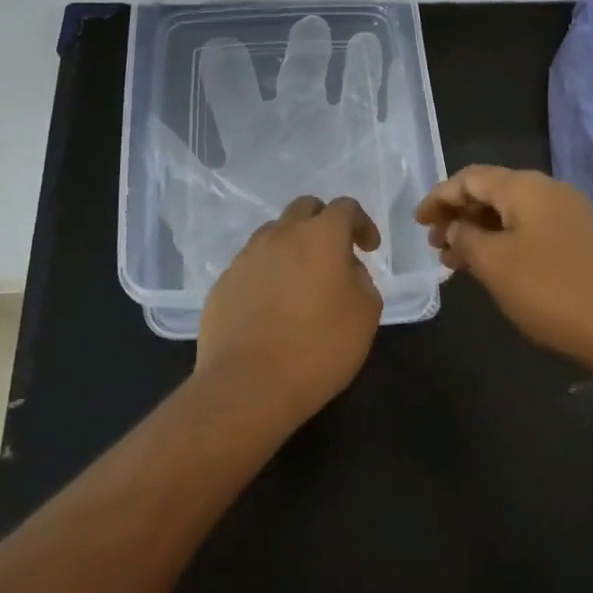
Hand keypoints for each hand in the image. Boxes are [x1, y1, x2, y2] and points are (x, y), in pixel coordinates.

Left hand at [196, 195, 383, 426]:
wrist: (248, 384)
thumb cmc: (319, 348)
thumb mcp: (365, 315)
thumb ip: (362, 280)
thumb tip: (346, 270)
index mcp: (321, 236)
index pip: (344, 207)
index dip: (361, 223)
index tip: (368, 249)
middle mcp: (280, 235)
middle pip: (304, 209)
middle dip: (323, 223)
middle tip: (334, 255)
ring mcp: (246, 257)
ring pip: (273, 234)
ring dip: (292, 246)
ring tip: (300, 282)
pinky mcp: (223, 282)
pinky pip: (251, 265)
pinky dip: (267, 274)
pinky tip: (272, 307)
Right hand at [415, 166, 592, 378]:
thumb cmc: (551, 291)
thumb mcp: (495, 264)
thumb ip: (466, 238)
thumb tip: (456, 227)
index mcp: (526, 187)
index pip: (470, 178)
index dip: (439, 197)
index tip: (418, 222)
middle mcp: (550, 192)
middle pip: (492, 192)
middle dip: (458, 215)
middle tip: (436, 245)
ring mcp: (571, 216)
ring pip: (512, 214)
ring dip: (480, 232)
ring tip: (456, 262)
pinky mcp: (582, 241)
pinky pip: (531, 231)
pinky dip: (504, 243)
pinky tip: (492, 268)